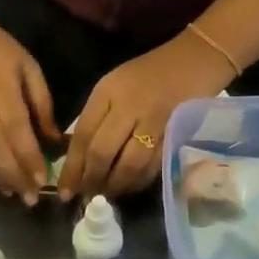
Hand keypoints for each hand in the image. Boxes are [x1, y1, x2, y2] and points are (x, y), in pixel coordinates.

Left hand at [61, 32, 231, 198]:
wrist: (194, 60)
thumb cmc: (146, 74)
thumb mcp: (112, 86)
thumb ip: (95, 118)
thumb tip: (78, 158)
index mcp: (108, 92)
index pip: (83, 136)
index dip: (72, 168)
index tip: (64, 191)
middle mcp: (129, 107)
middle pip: (103, 153)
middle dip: (91, 181)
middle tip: (85, 198)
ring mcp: (154, 122)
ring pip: (129, 165)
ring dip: (115, 186)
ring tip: (106, 196)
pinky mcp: (175, 135)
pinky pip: (153, 166)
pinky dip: (138, 182)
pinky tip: (129, 188)